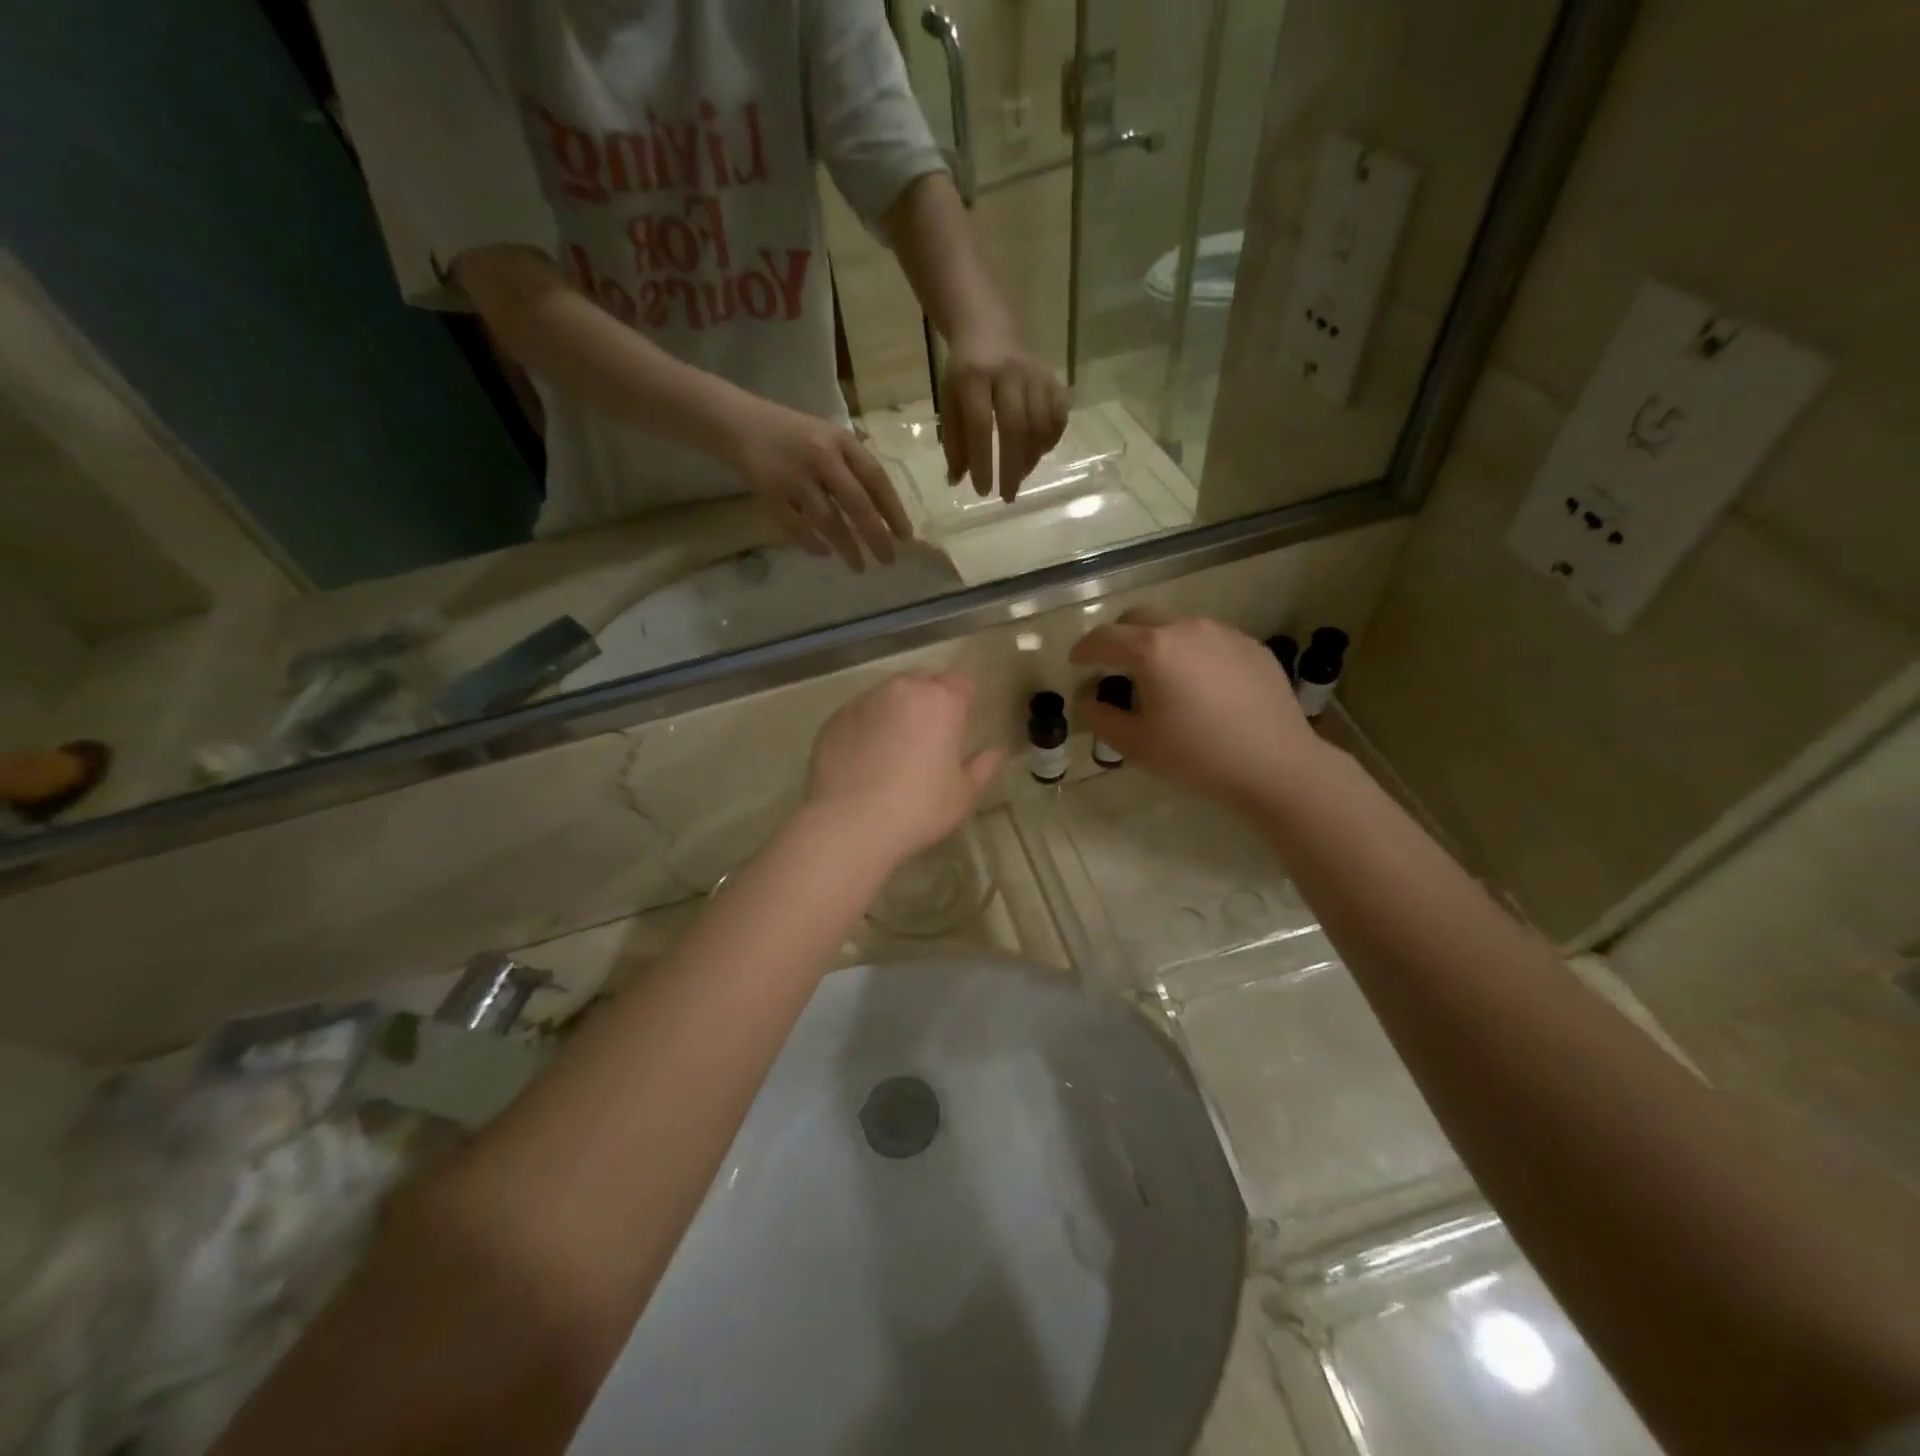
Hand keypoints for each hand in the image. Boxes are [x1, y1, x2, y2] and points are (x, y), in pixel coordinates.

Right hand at [727, 399, 912, 572]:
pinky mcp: (770, 491)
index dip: (893, 510)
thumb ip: (853, 468)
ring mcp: (794, 475)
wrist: (739, 422)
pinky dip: (811, 543)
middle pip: (856, 503)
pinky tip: (823, 553)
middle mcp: (821, 456)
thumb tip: (884, 514)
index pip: (876, 478)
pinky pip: (795, 526)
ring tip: (859, 566)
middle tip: (888, 560)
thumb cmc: (794, 435)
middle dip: (875, 535)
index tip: (905, 537)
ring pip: (828, 520)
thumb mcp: (829, 439)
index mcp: (841, 441)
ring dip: (846, 547)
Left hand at [805, 671, 1002, 863]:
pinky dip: (866, 728)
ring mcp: (863, 701)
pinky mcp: (834, 719)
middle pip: (923, 682)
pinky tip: (864, 761)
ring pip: (888, 696)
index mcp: (941, 700)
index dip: (964, 701)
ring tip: (893, 750)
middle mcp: (902, 689)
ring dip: (896, 712)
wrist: (849, 825)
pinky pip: (859, 715)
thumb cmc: (918, 808)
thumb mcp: (964, 796)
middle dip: (930, 701)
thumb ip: (983, 767)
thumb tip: (993, 752)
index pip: (961, 682)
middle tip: (930, 739)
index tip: (961, 726)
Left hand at [941, 331, 1069, 502]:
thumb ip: (953, 441)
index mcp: (973, 377)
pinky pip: (1059, 414)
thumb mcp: (949, 402)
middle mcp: (1007, 373)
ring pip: (1041, 422)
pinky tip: (1038, 452)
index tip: (984, 492)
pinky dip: (1051, 439)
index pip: (980, 425)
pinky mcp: (1053, 378)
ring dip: (1032, 457)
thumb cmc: (964, 374)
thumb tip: (956, 482)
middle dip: (1012, 467)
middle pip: (1015, 427)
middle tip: (1008, 496)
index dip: (983, 461)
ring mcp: (1034, 374)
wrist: (989, 329)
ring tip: (1020, 475)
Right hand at [1071, 613, 1325, 807]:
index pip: (1104, 638)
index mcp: (1152, 649)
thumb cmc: (1197, 756)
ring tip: (1160, 679)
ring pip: (1176, 627)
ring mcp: (1223, 633)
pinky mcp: (1251, 646)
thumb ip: (1101, 718)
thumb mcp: (1137, 744)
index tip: (1076, 662)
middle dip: (1119, 639)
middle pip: (1139, 619)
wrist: (1275, 764)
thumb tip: (1089, 700)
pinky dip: (1192, 654)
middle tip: (1113, 667)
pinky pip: (1209, 640)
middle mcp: (1186, 628)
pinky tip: (1200, 688)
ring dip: (1157, 645)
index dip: (1084, 649)